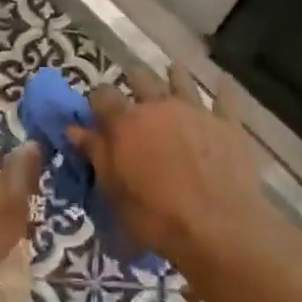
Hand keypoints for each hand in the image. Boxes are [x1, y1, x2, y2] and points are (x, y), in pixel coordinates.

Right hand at [69, 65, 268, 265]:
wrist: (217, 227)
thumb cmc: (156, 216)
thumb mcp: (114, 192)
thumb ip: (96, 155)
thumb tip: (75, 129)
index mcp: (126, 122)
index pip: (102, 95)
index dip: (97, 100)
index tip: (97, 111)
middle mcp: (159, 105)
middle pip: (141, 77)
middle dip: (134, 80)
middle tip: (134, 91)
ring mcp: (195, 111)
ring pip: (181, 80)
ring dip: (174, 75)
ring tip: (172, 73)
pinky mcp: (227, 123)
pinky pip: (225, 97)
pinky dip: (223, 89)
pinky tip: (223, 82)